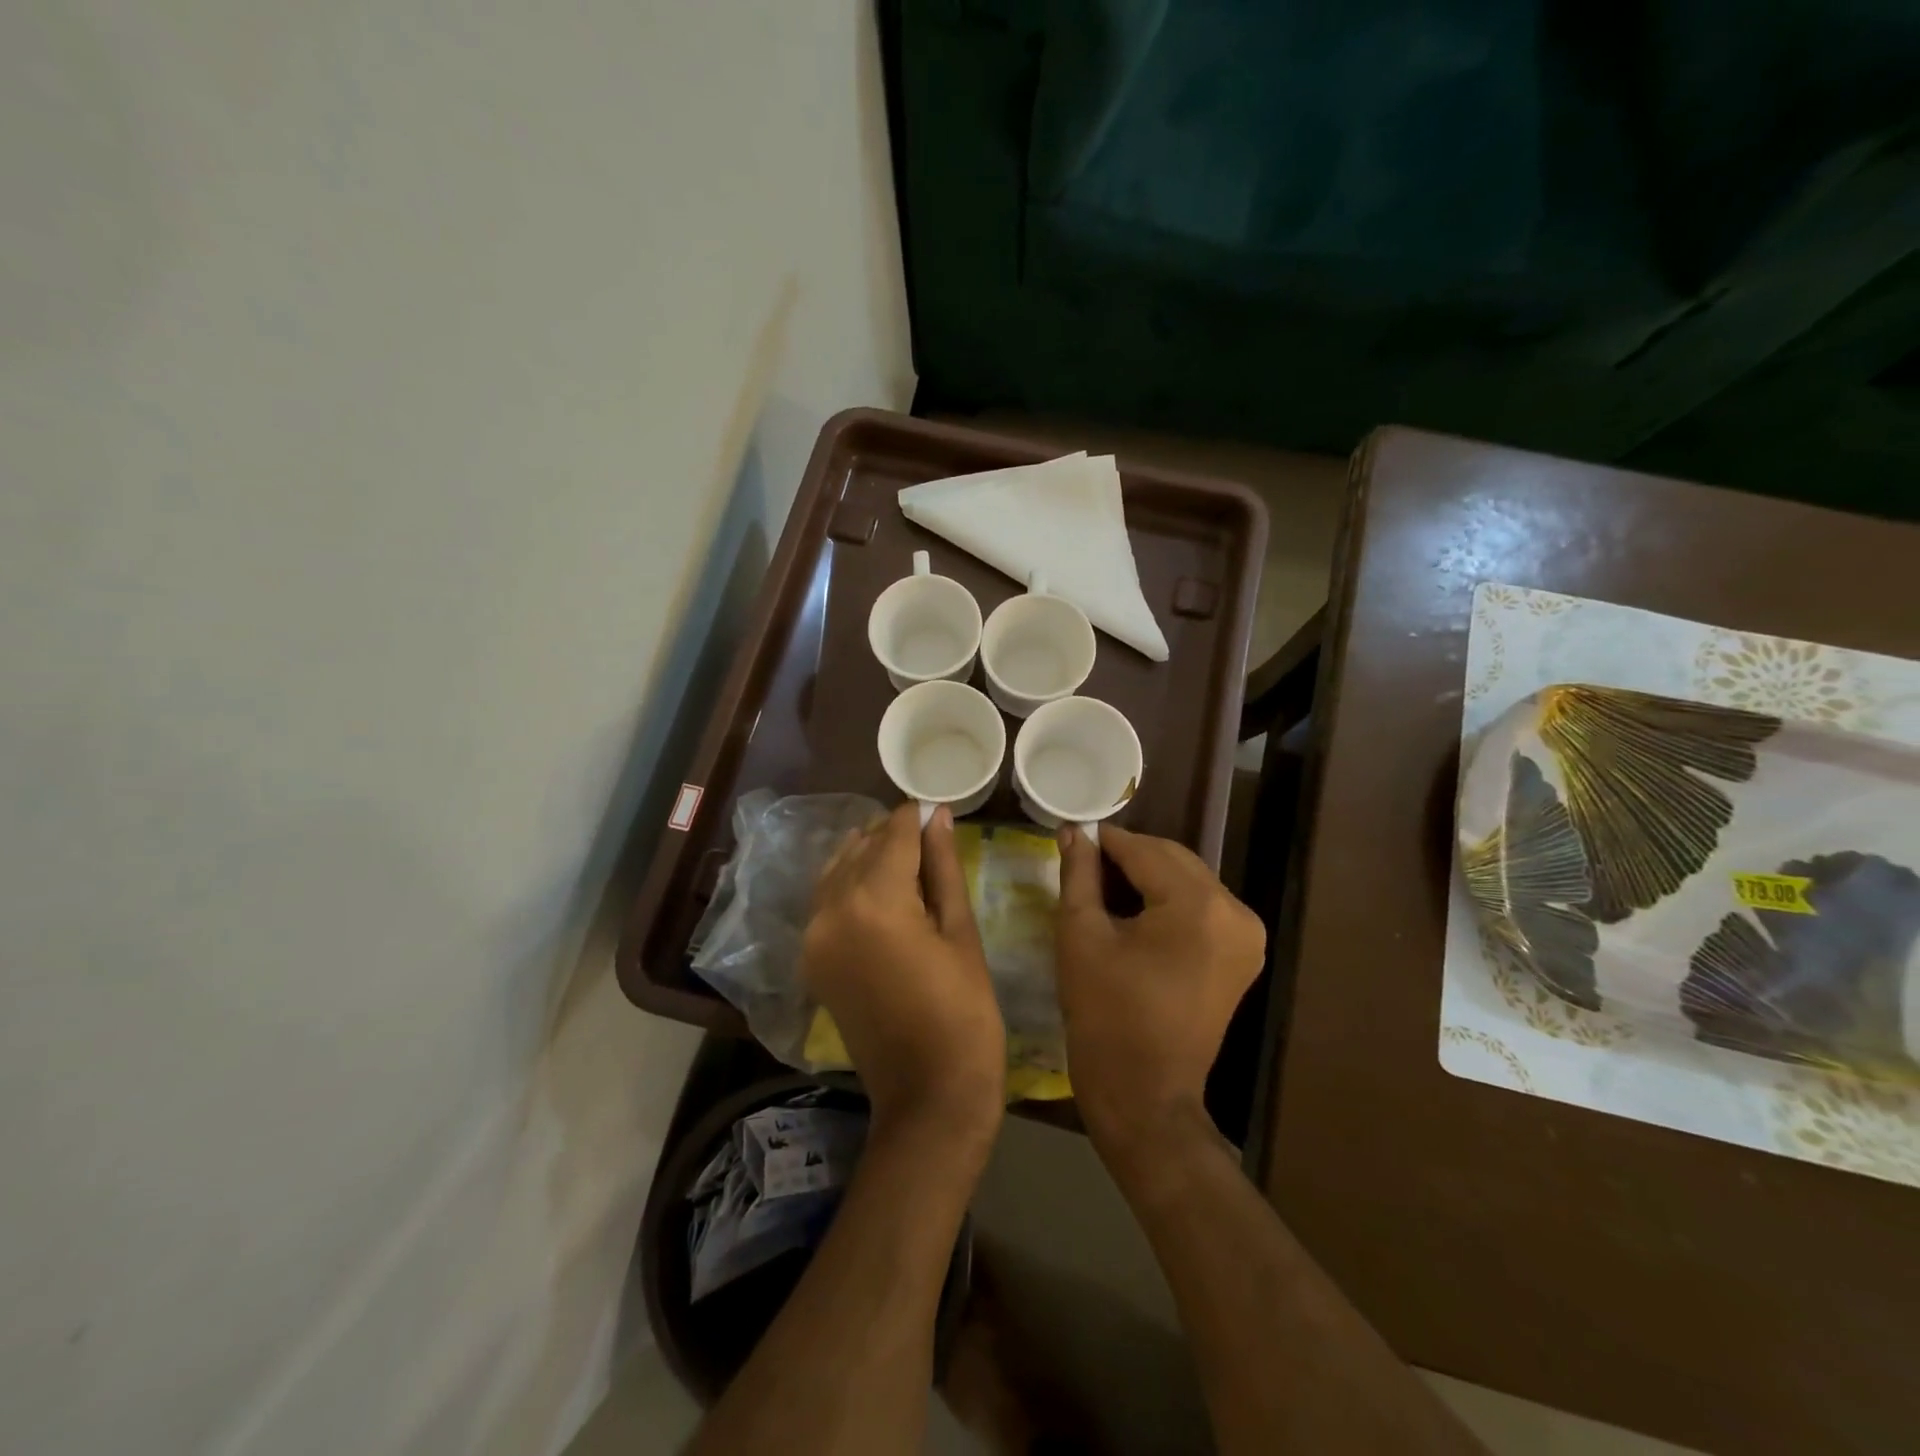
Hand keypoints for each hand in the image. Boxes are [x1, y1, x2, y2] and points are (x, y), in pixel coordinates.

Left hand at [801, 803, 1005, 1147]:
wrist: (928, 1096)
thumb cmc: (964, 1013)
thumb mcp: (961, 932)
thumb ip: (943, 867)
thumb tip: (937, 817)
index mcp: (873, 900)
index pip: (893, 832)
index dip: (918, 816)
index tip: (941, 812)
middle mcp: (831, 909)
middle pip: (861, 845)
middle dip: (895, 836)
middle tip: (933, 841)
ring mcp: (813, 936)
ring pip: (838, 869)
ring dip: (870, 858)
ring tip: (910, 866)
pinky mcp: (812, 959)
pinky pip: (827, 901)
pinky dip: (851, 886)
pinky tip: (883, 895)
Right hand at [1055, 825, 1264, 1158]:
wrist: (1145, 1095)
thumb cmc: (1105, 1015)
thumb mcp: (1082, 936)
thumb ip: (1080, 875)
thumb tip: (1074, 832)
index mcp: (1198, 906)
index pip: (1145, 851)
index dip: (1106, 841)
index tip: (1075, 837)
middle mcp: (1235, 912)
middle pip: (1173, 860)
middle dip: (1129, 857)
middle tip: (1085, 863)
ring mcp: (1246, 935)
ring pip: (1189, 880)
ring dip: (1149, 877)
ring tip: (1104, 888)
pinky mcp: (1243, 955)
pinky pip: (1202, 907)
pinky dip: (1169, 901)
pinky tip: (1135, 912)